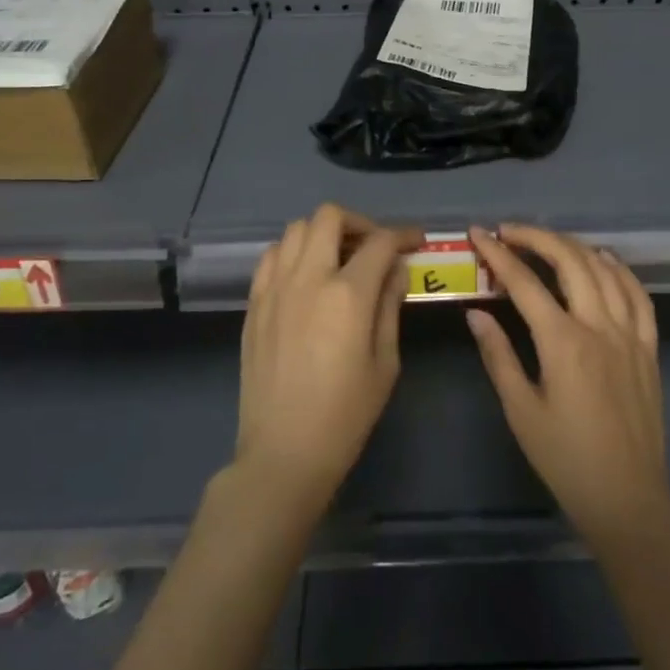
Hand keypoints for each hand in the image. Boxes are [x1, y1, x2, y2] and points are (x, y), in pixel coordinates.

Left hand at [234, 204, 418, 513]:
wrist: (283, 452)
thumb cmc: (345, 414)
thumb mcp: (384, 362)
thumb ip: (390, 306)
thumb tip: (396, 270)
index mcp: (347, 294)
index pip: (380, 243)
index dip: (403, 235)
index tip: (415, 241)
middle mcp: (308, 278)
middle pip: (329, 217)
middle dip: (359, 222)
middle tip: (374, 246)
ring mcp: (274, 288)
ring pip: (295, 229)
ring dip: (323, 233)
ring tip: (339, 257)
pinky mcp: (254, 303)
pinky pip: (271, 256)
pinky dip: (292, 251)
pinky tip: (306, 275)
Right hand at [467, 225, 669, 548]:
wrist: (627, 497)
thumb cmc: (565, 459)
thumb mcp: (521, 411)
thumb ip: (498, 356)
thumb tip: (476, 313)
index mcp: (563, 343)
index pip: (525, 283)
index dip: (498, 254)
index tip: (478, 234)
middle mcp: (600, 327)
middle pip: (570, 261)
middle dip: (536, 237)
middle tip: (509, 231)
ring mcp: (630, 334)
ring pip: (604, 270)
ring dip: (573, 246)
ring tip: (546, 241)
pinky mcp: (649, 347)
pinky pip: (638, 295)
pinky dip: (619, 269)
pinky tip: (603, 260)